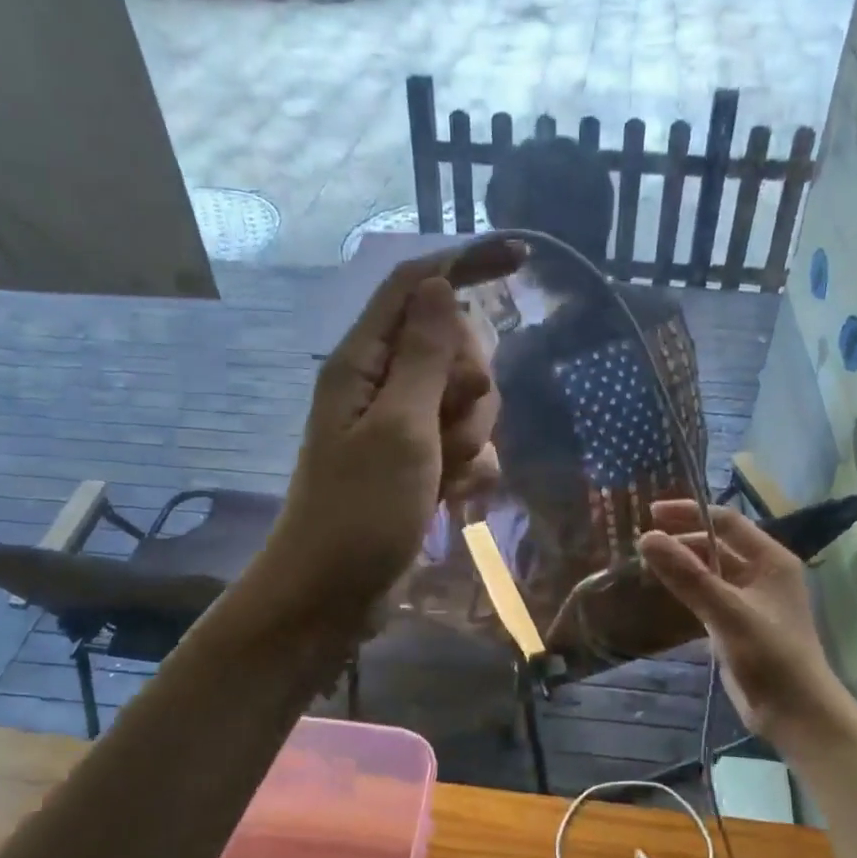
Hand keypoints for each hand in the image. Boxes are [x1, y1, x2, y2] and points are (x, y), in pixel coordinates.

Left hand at [261, 239, 522, 623]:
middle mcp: (385, 386)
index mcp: (365, 363)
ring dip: (470, 438)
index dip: (467, 264)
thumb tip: (441, 286)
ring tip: (441, 476)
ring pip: (470, 402)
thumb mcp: (398, 430)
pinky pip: (470, 448)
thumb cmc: (358, 513)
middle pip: (457, 347)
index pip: (417, 287)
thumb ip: (425, 357)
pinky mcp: (423, 466)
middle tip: (445, 429)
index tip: (522, 261)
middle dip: (469, 387)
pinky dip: (469, 471)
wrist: (333, 596)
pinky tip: (451, 500)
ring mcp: (407, 429)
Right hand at [637, 501, 853, 740]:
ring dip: (682, 565)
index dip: (689, 513)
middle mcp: (762, 573)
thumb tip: (647, 538)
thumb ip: (687, 575)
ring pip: (710, 571)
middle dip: (682, 540)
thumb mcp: (727, 612)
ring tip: (644, 564)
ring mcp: (750, 600)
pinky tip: (661, 593)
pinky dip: (686, 590)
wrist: (795, 713)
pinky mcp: (737, 624)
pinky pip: (707, 596)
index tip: (651, 514)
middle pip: (717, 545)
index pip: (726, 522)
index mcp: (770, 560)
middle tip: (643, 543)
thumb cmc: (770, 656)